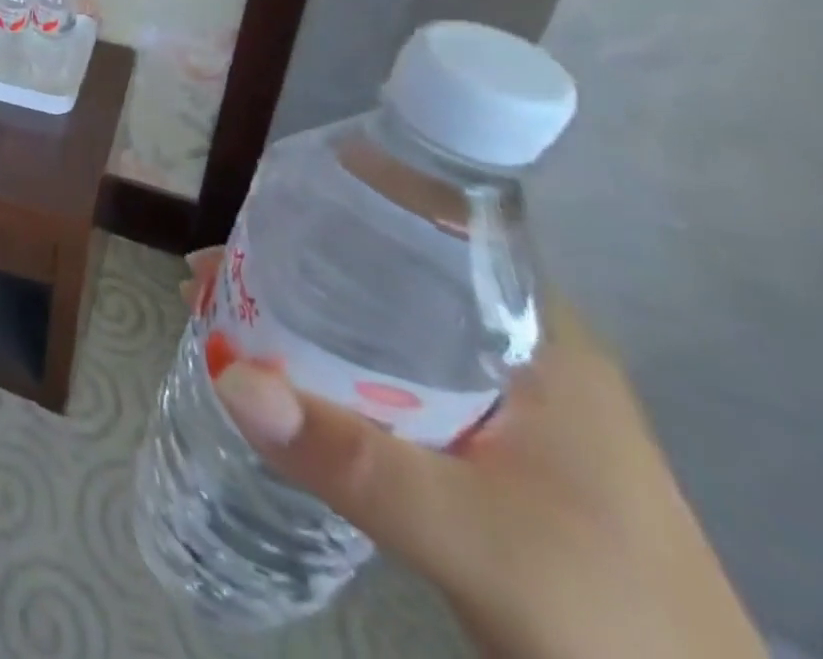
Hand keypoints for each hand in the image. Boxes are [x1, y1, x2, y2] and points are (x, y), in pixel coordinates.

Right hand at [183, 251, 760, 658]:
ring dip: (298, 317)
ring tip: (220, 315)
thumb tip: (229, 377)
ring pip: (375, 327)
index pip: (428, 228)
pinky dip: (320, 365)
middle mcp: (512, 347)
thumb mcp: (475, 539)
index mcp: (531, 333)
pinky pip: (379, 376)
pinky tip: (276, 377)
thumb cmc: (609, 618)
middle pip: (384, 275)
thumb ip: (355, 461)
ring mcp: (498, 399)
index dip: (341, 204)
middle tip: (213, 273)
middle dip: (292, 265)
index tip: (260, 206)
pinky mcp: (480, 444)